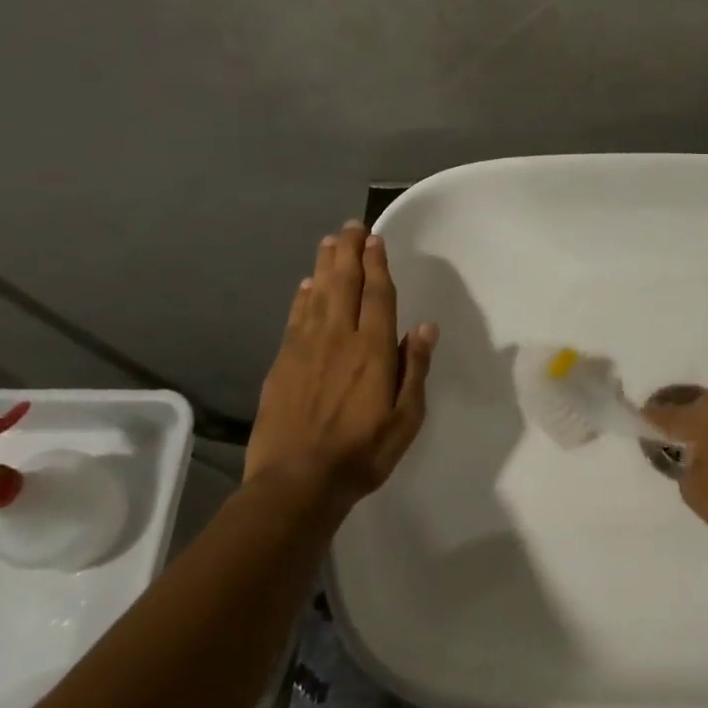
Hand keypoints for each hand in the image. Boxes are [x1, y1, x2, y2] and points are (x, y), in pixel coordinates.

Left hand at [247, 222, 438, 503]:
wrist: (296, 482)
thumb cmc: (361, 453)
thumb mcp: (406, 418)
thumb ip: (414, 369)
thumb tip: (424, 327)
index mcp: (372, 350)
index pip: (376, 295)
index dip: (376, 264)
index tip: (376, 239)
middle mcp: (338, 338)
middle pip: (343, 284)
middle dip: (349, 252)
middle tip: (351, 226)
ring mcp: (305, 348)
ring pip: (317, 294)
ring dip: (324, 265)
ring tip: (330, 242)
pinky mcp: (283, 363)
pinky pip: (295, 318)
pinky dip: (302, 297)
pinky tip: (305, 286)